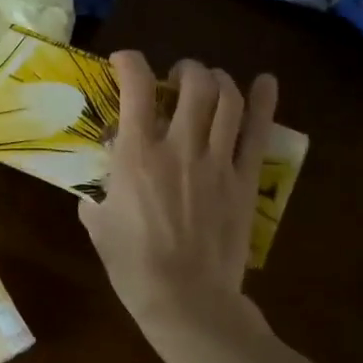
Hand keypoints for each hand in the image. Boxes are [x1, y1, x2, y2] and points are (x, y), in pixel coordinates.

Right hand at [80, 53, 278, 350]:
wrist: (186, 301)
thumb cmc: (132, 264)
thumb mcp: (97, 222)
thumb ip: (97, 193)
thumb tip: (101, 183)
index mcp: (137, 155)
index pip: (136, 89)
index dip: (130, 63)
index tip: (124, 61)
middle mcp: (180, 147)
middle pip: (194, 84)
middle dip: (184, 69)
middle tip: (175, 78)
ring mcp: (218, 162)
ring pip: (227, 100)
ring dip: (217, 80)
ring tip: (208, 82)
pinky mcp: (244, 181)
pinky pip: (258, 133)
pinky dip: (264, 102)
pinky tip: (265, 82)